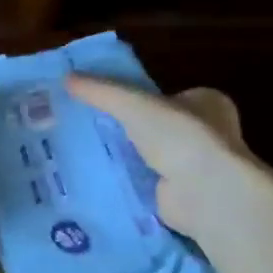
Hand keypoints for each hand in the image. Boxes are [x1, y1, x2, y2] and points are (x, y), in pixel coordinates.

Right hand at [67, 76, 268, 242]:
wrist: (206, 193)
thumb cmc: (179, 136)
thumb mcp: (132, 103)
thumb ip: (100, 90)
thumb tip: (66, 77)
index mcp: (205, 103)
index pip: (167, 94)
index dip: (138, 96)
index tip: (105, 101)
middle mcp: (206, 134)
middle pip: (156, 125)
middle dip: (127, 127)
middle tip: (88, 124)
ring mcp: (196, 166)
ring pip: (150, 154)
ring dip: (126, 155)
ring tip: (84, 149)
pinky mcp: (182, 195)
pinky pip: (146, 181)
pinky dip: (126, 180)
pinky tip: (98, 176)